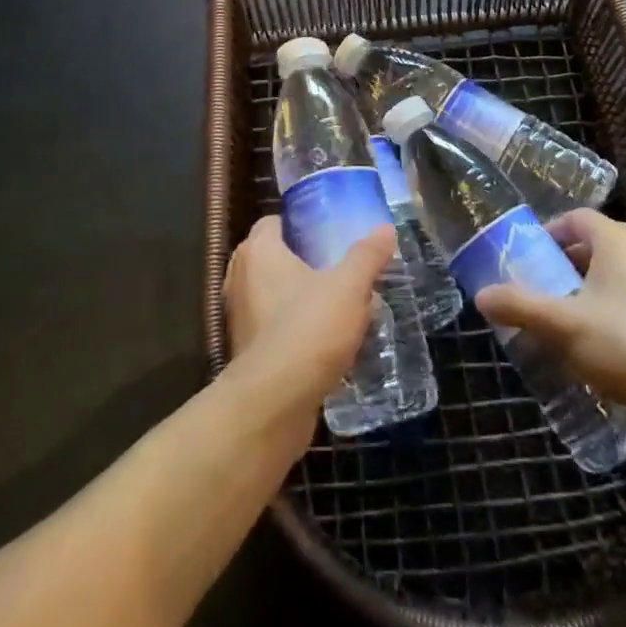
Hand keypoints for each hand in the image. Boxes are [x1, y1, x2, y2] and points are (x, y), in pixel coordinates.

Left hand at [223, 216, 395, 440]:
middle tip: (339, 269)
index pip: (273, 222)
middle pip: (274, 258)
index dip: (300, 225)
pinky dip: (294, 330)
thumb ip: (367, 256)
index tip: (328, 234)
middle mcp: (240, 278)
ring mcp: (240, 318)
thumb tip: (385, 229)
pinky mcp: (247, 353)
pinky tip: (325, 342)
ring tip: (338, 306)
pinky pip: (274, 329)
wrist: (274, 404)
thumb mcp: (348, 287)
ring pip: (274, 295)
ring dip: (300, 299)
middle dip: (304, 263)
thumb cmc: (307, 329)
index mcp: (258, 251)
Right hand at [475, 209, 625, 412]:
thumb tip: (481, 296)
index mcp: (618, 240)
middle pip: (596, 245)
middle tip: (541, 285)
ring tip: (564, 315)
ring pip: (615, 274)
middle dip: (565, 262)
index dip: (550, 231)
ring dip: (588, 287)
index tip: (528, 254)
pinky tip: (597, 342)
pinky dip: (611, 308)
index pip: (577, 218)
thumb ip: (519, 306)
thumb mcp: (561, 324)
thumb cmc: (622, 344)